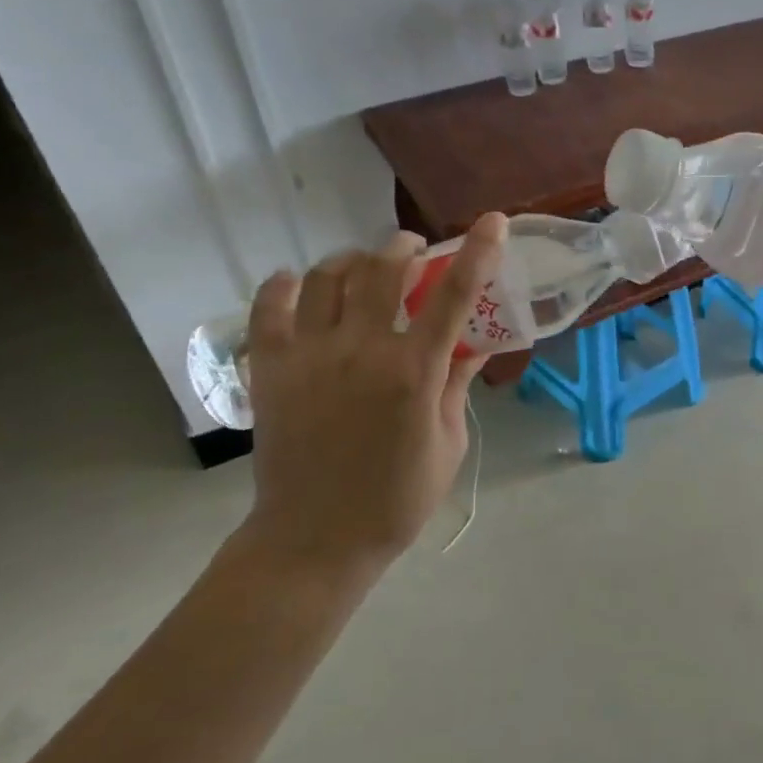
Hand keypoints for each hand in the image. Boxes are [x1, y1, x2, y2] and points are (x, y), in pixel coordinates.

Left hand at [239, 214, 507, 591]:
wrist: (315, 540)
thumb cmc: (397, 499)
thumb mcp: (449, 443)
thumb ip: (457, 386)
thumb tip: (475, 345)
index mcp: (414, 373)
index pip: (453, 295)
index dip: (478, 252)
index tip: (493, 222)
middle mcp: (362, 351)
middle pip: (383, 268)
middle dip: (404, 247)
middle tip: (414, 252)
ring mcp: (310, 356)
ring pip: (326, 276)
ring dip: (352, 261)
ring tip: (362, 271)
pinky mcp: (270, 369)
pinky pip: (270, 306)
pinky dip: (285, 285)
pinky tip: (298, 286)